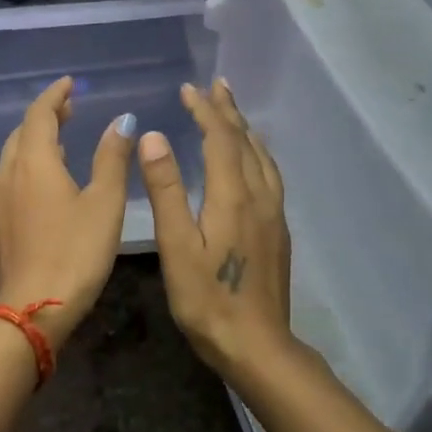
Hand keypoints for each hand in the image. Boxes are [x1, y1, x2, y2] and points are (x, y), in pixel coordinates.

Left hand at [0, 77, 137, 350]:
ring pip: (13, 156)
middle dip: (45, 116)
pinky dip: (28, 165)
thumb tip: (123, 120)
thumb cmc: (75, 252)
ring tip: (60, 139)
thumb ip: (112, 158)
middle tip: (70, 109)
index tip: (70, 84)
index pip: (39, 114)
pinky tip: (45, 181)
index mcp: (33, 161)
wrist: (33, 308)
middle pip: (22, 132)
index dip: (55, 95)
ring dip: (35, 141)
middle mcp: (8, 173)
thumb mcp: (104, 202)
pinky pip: (10, 178)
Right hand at [138, 80, 294, 375]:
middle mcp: (259, 197)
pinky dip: (257, 153)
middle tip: (214, 85)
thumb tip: (153, 136)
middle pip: (245, 142)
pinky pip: (270, 175)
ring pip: (262, 158)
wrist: (258, 345)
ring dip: (246, 129)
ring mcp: (274, 214)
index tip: (188, 88)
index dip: (205, 110)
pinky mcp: (278, 231)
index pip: (220, 139)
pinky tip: (253, 161)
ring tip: (234, 113)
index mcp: (233, 196)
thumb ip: (166, 189)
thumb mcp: (176, 246)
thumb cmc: (207, 299)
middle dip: (228, 111)